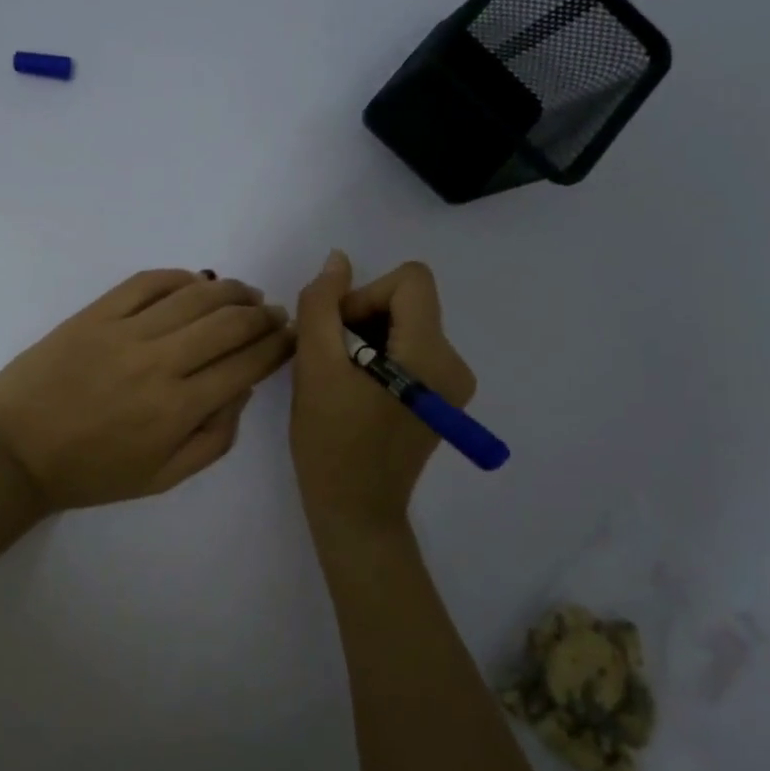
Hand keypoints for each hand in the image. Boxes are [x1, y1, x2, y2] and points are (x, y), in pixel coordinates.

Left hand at [0, 269, 294, 512]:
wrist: (14, 453)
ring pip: (193, 296)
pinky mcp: (94, 314)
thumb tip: (242, 390)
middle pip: (228, 324)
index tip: (290, 336)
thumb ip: (213, 440)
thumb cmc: (91, 473)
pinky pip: (146, 283)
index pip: (245, 365)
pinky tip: (195, 280)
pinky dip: (178, 276)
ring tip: (245, 292)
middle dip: (261, 315)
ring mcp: (124, 333)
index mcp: (178, 410)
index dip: (276, 347)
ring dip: (229, 290)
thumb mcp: (162, 478)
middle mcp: (158, 364)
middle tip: (273, 313)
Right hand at [291, 252, 475, 537]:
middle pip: (407, 302)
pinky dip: (378, 358)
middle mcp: (453, 363)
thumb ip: (322, 304)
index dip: (366, 294)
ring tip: (339, 379)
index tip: (338, 333)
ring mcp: (452, 384)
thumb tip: (338, 259)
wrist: (355, 511)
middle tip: (329, 360)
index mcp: (431, 354)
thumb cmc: (331, 442)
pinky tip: (355, 391)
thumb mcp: (315, 366)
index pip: (410, 281)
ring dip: (365, 339)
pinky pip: (409, 351)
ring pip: (405, 325)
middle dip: (361, 319)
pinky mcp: (442, 399)